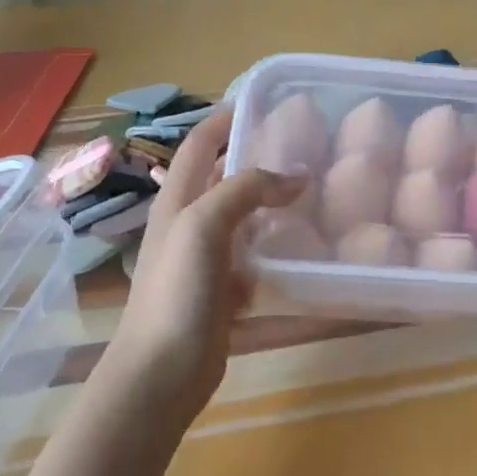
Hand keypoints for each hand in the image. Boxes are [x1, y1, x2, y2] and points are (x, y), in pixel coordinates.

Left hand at [106, 107, 304, 422]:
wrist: (161, 374)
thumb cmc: (176, 292)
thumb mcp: (204, 226)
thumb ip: (246, 191)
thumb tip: (296, 178)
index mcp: (177, 199)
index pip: (199, 142)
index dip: (225, 117)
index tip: (265, 101)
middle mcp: (190, 222)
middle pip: (223, 176)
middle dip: (257, 156)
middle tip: (304, 147)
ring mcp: (206, 259)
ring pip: (243, 217)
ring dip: (272, 202)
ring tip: (315, 190)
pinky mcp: (224, 291)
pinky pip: (255, 256)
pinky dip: (277, 246)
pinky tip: (306, 245)